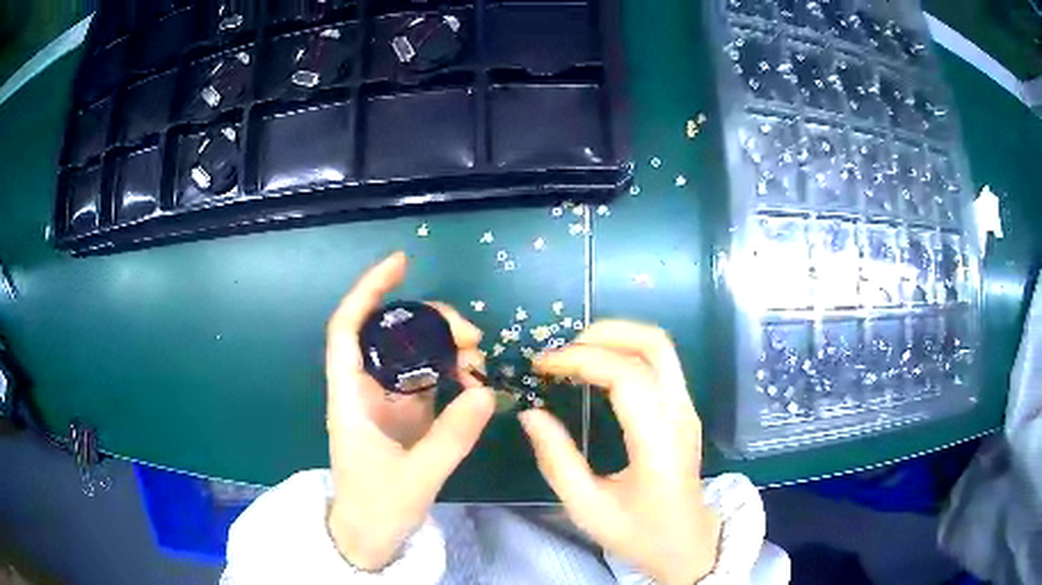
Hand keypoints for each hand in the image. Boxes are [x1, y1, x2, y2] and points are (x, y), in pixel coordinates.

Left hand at [324, 252, 494, 569]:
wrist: (368, 537)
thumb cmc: (376, 509)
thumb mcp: (415, 479)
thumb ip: (451, 438)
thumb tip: (486, 393)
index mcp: (349, 398)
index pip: (347, 330)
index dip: (368, 291)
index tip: (401, 264)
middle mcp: (364, 390)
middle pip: (387, 334)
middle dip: (427, 321)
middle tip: (471, 335)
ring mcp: (385, 402)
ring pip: (409, 353)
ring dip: (443, 345)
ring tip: (478, 356)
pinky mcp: (404, 415)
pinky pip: (425, 378)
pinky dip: (449, 370)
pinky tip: (472, 376)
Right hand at [520, 320, 720, 584]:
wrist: (686, 545)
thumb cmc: (638, 533)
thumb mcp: (587, 507)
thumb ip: (557, 460)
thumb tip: (530, 413)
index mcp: (659, 441)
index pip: (627, 375)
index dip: (581, 359)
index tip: (542, 364)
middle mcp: (680, 414)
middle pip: (654, 344)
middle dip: (604, 333)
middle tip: (561, 350)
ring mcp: (687, 409)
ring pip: (660, 348)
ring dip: (616, 338)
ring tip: (575, 353)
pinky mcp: (684, 411)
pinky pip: (659, 364)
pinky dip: (626, 352)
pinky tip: (597, 369)